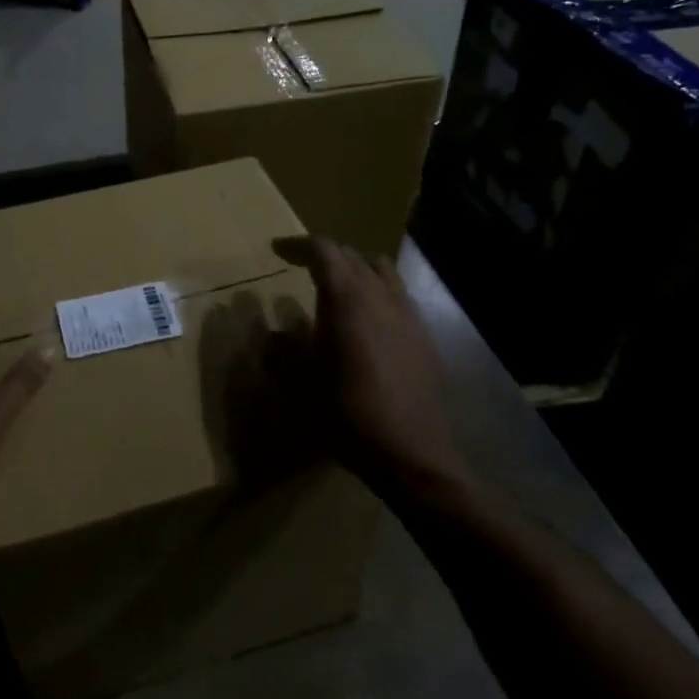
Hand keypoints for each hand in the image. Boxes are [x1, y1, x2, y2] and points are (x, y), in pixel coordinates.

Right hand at [276, 238, 478, 509]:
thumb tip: (274, 331)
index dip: (299, 245)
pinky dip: (377, 290)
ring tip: (338, 286)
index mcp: (346, 299)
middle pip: (352, 256)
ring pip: (380, 270)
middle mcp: (379, 295)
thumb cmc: (349, 414)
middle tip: (302, 267)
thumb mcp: (303, 382)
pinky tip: (369, 318)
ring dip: (355, 268)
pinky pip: (398, 294)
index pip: (324, 251)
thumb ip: (285, 349)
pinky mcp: (423, 334)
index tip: (278, 250)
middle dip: (325, 255)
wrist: (412, 452)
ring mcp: (407, 313)